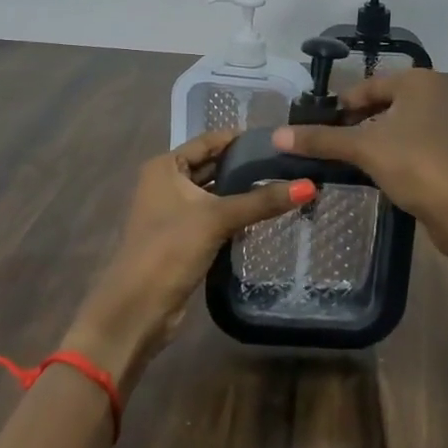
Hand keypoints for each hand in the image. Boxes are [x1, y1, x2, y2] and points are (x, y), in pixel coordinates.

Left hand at [63, 128, 314, 391]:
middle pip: (213, 166)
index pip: (210, 141)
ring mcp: (174, 211)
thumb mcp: (217, 218)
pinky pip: (215, 216)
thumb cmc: (170, 250)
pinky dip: (236, 214)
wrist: (138, 309)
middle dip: (246, 165)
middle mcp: (167, 183)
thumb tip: (309, 186)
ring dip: (243, 192)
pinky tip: (266, 214)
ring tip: (286, 184)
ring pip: (216, 193)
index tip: (279, 139)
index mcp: (165, 166)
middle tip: (289, 163)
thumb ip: (262, 201)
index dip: (242, 138)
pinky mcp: (184, 238)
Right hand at [270, 69, 447, 248]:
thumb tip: (277, 135)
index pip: (369, 86)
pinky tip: (393, 173)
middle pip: (389, 103)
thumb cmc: (414, 165)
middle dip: (363, 122)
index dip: (342, 107)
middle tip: (338, 145)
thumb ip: (321, 139)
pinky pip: (427, 141)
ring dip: (384, 138)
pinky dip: (408, 151)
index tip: (321, 128)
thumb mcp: (363, 149)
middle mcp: (444, 90)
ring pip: (409, 123)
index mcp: (420, 80)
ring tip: (361, 161)